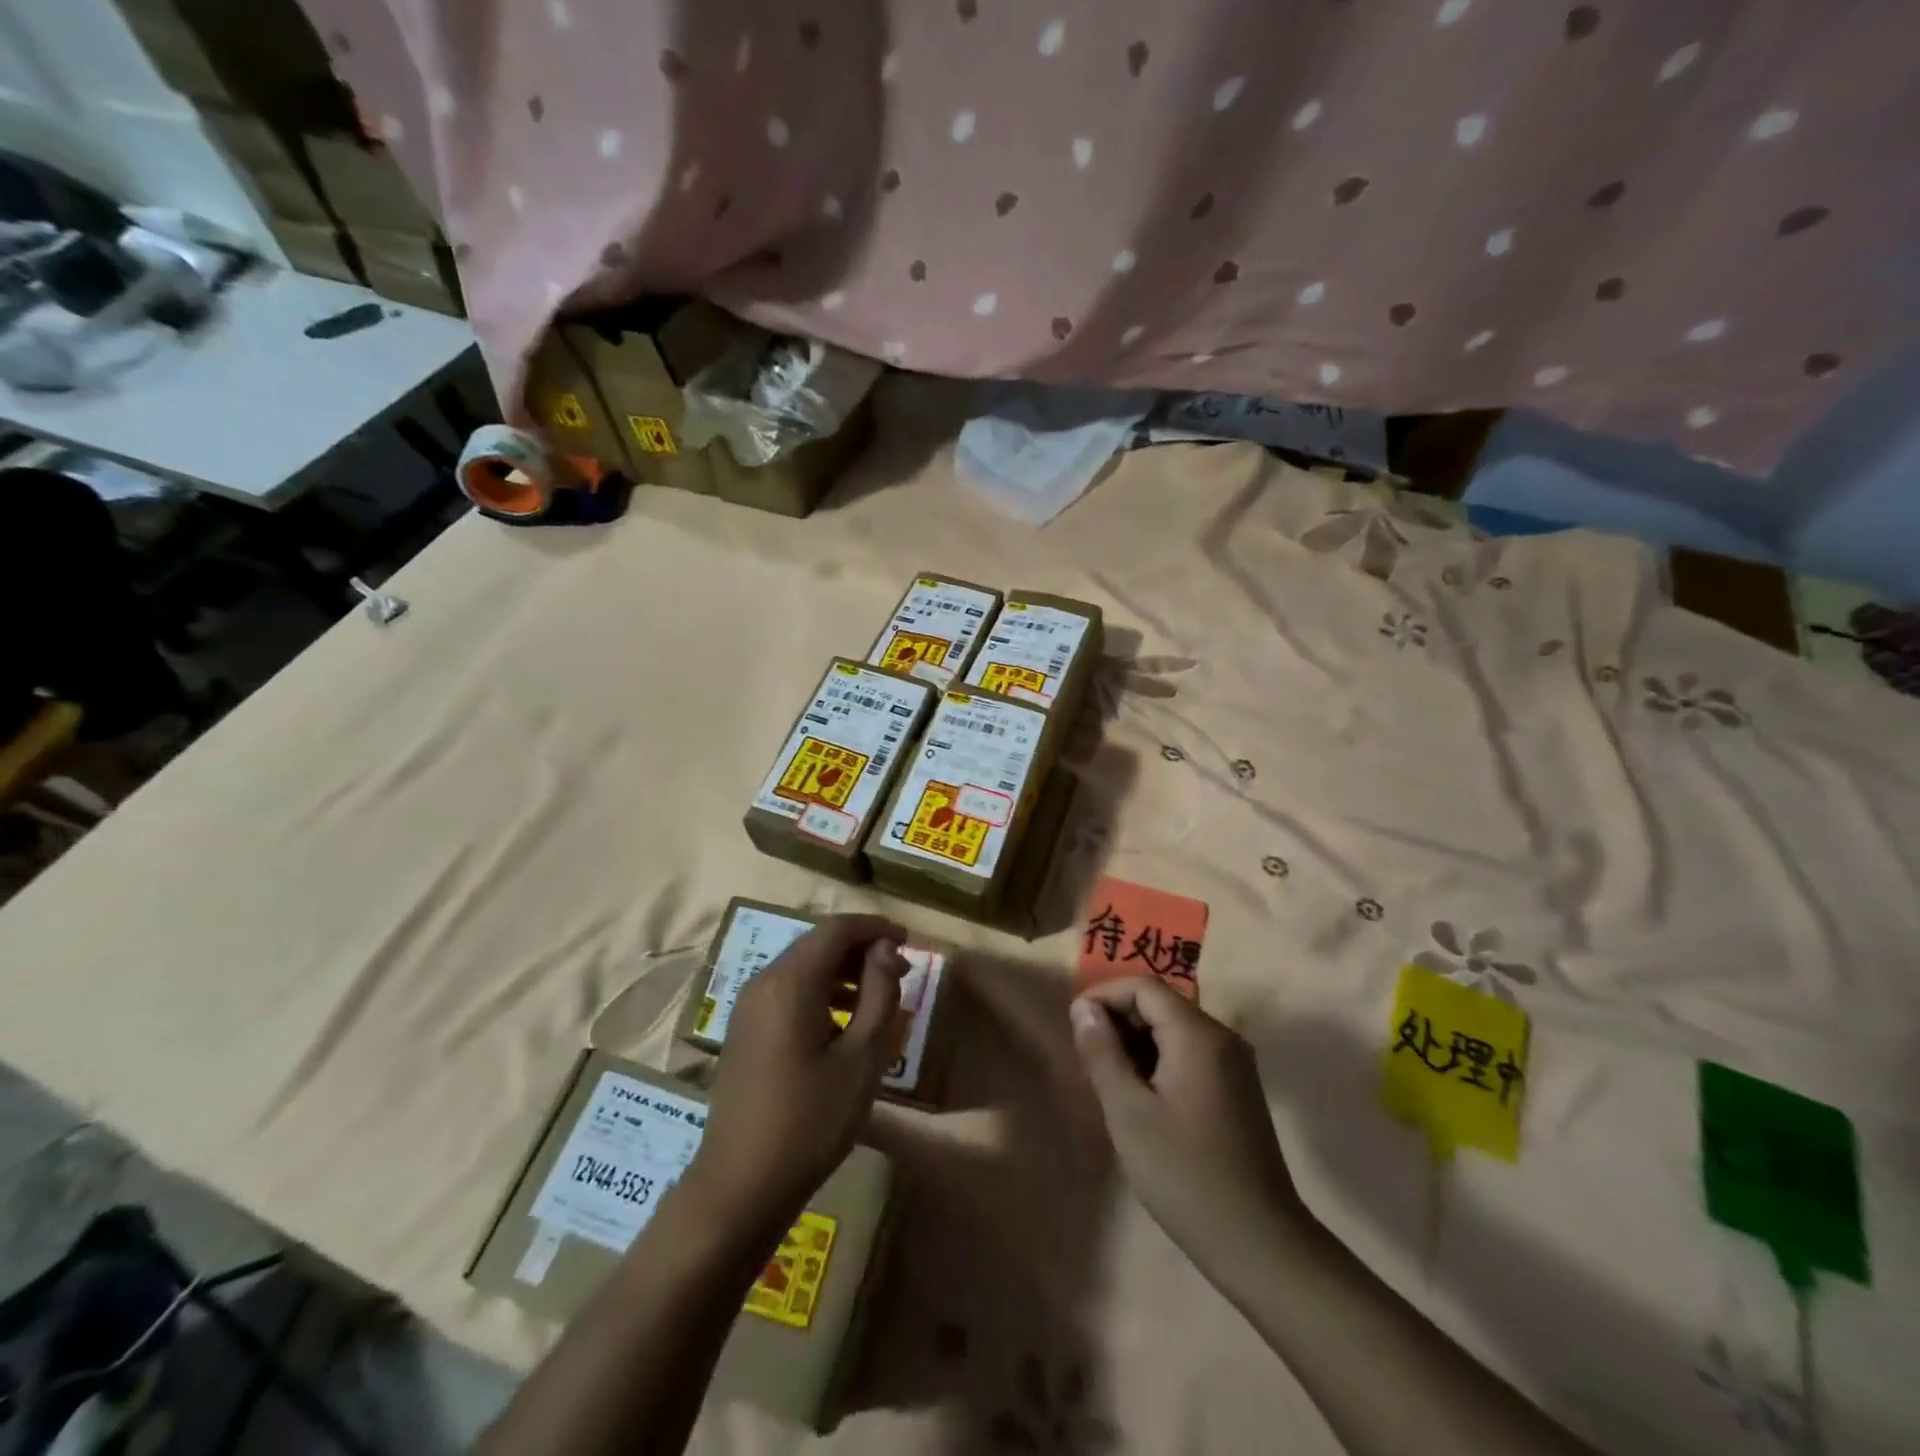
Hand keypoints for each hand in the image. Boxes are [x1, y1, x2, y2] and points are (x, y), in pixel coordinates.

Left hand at [690, 915, 907, 1229]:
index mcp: (791, 982)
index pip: (837, 929)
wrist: (740, 1185)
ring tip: (880, 996)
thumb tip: (885, 950)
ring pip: (803, 967)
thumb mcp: (862, 1058)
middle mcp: (764, 982)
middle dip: (862, 949)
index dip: (876, 928)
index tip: (909, 941)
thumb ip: (880, 994)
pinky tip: (844, 1022)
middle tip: (902, 970)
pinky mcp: (745, 1030)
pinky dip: (820, 991)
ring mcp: (748, 1006)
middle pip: (818, 943)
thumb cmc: (810, 1121)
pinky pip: (788, 991)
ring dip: (843, 971)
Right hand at [1071, 977, 1303, 1256]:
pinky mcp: (1238, 1091)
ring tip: (1106, 1080)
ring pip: (1175, 1030)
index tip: (1075, 1026)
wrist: (1260, 1244)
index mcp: (1198, 1035)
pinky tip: (1140, 1098)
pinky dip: (1159, 1061)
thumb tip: (1084, 1010)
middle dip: (1119, 1020)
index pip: (1144, 987)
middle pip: (1161, 1004)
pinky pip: (1190, 1055)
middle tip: (1086, 1057)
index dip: (1104, 995)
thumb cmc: (1185, 1174)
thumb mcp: (1128, 1113)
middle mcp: (1222, 1038)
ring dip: (1137, 1043)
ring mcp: (1235, 1065)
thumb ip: (1102, 1053)